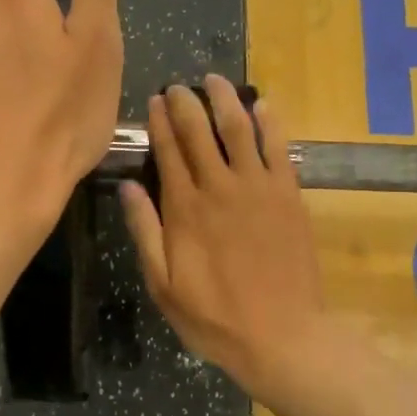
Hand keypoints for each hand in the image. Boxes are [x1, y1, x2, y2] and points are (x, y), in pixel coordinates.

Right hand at [119, 76, 329, 393]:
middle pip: (200, 132)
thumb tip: (127, 186)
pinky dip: (270, 121)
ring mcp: (259, 188)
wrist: (282, 335)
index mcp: (185, 209)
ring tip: (215, 80)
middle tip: (178, 86)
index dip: (159, 122)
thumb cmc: (215, 318)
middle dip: (186, 103)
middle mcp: (220, 187)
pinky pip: (279, 147)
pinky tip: (262, 104)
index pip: (168, 151)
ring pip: (239, 129)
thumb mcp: (163, 285)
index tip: (154, 100)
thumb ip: (145, 232)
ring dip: (225, 100)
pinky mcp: (289, 195)